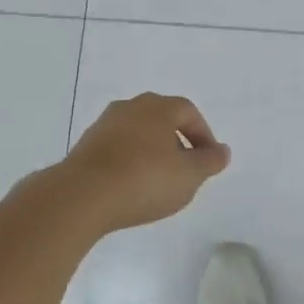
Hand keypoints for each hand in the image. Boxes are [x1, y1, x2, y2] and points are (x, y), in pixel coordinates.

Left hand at [59, 93, 230, 231]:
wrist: (82, 196)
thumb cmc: (144, 180)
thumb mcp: (189, 176)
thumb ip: (209, 162)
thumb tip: (221, 151)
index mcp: (159, 107)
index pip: (189, 112)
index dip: (203, 135)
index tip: (208, 160)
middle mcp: (130, 107)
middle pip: (161, 119)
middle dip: (177, 141)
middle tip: (185, 168)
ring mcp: (104, 125)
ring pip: (137, 134)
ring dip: (151, 152)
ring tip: (158, 180)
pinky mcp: (85, 146)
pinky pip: (117, 149)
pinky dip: (129, 162)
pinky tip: (131, 186)